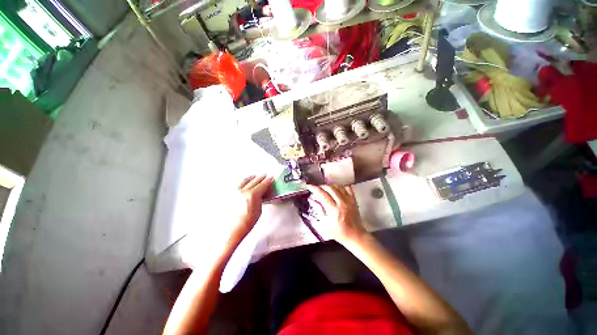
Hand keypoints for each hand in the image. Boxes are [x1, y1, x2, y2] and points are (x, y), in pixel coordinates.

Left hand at [228, 174, 273, 245]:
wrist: (230, 230)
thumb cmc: (246, 223)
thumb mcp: (259, 210)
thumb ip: (261, 199)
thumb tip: (262, 193)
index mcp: (252, 195)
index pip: (263, 184)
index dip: (268, 181)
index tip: (271, 178)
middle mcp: (243, 190)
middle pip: (254, 180)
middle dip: (261, 177)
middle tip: (265, 175)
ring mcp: (234, 191)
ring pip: (244, 180)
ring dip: (251, 177)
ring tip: (254, 176)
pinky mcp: (228, 194)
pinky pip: (237, 184)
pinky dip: (243, 181)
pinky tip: (244, 182)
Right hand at [305, 185, 366, 245]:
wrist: (355, 235)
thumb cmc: (339, 232)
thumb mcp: (325, 224)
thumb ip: (319, 210)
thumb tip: (313, 199)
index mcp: (333, 211)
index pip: (322, 195)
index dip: (315, 189)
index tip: (309, 186)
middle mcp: (341, 203)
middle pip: (330, 188)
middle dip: (321, 186)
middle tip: (316, 188)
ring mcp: (349, 201)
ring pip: (338, 186)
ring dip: (330, 185)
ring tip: (325, 188)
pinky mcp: (354, 200)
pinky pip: (347, 188)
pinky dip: (340, 186)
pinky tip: (336, 189)